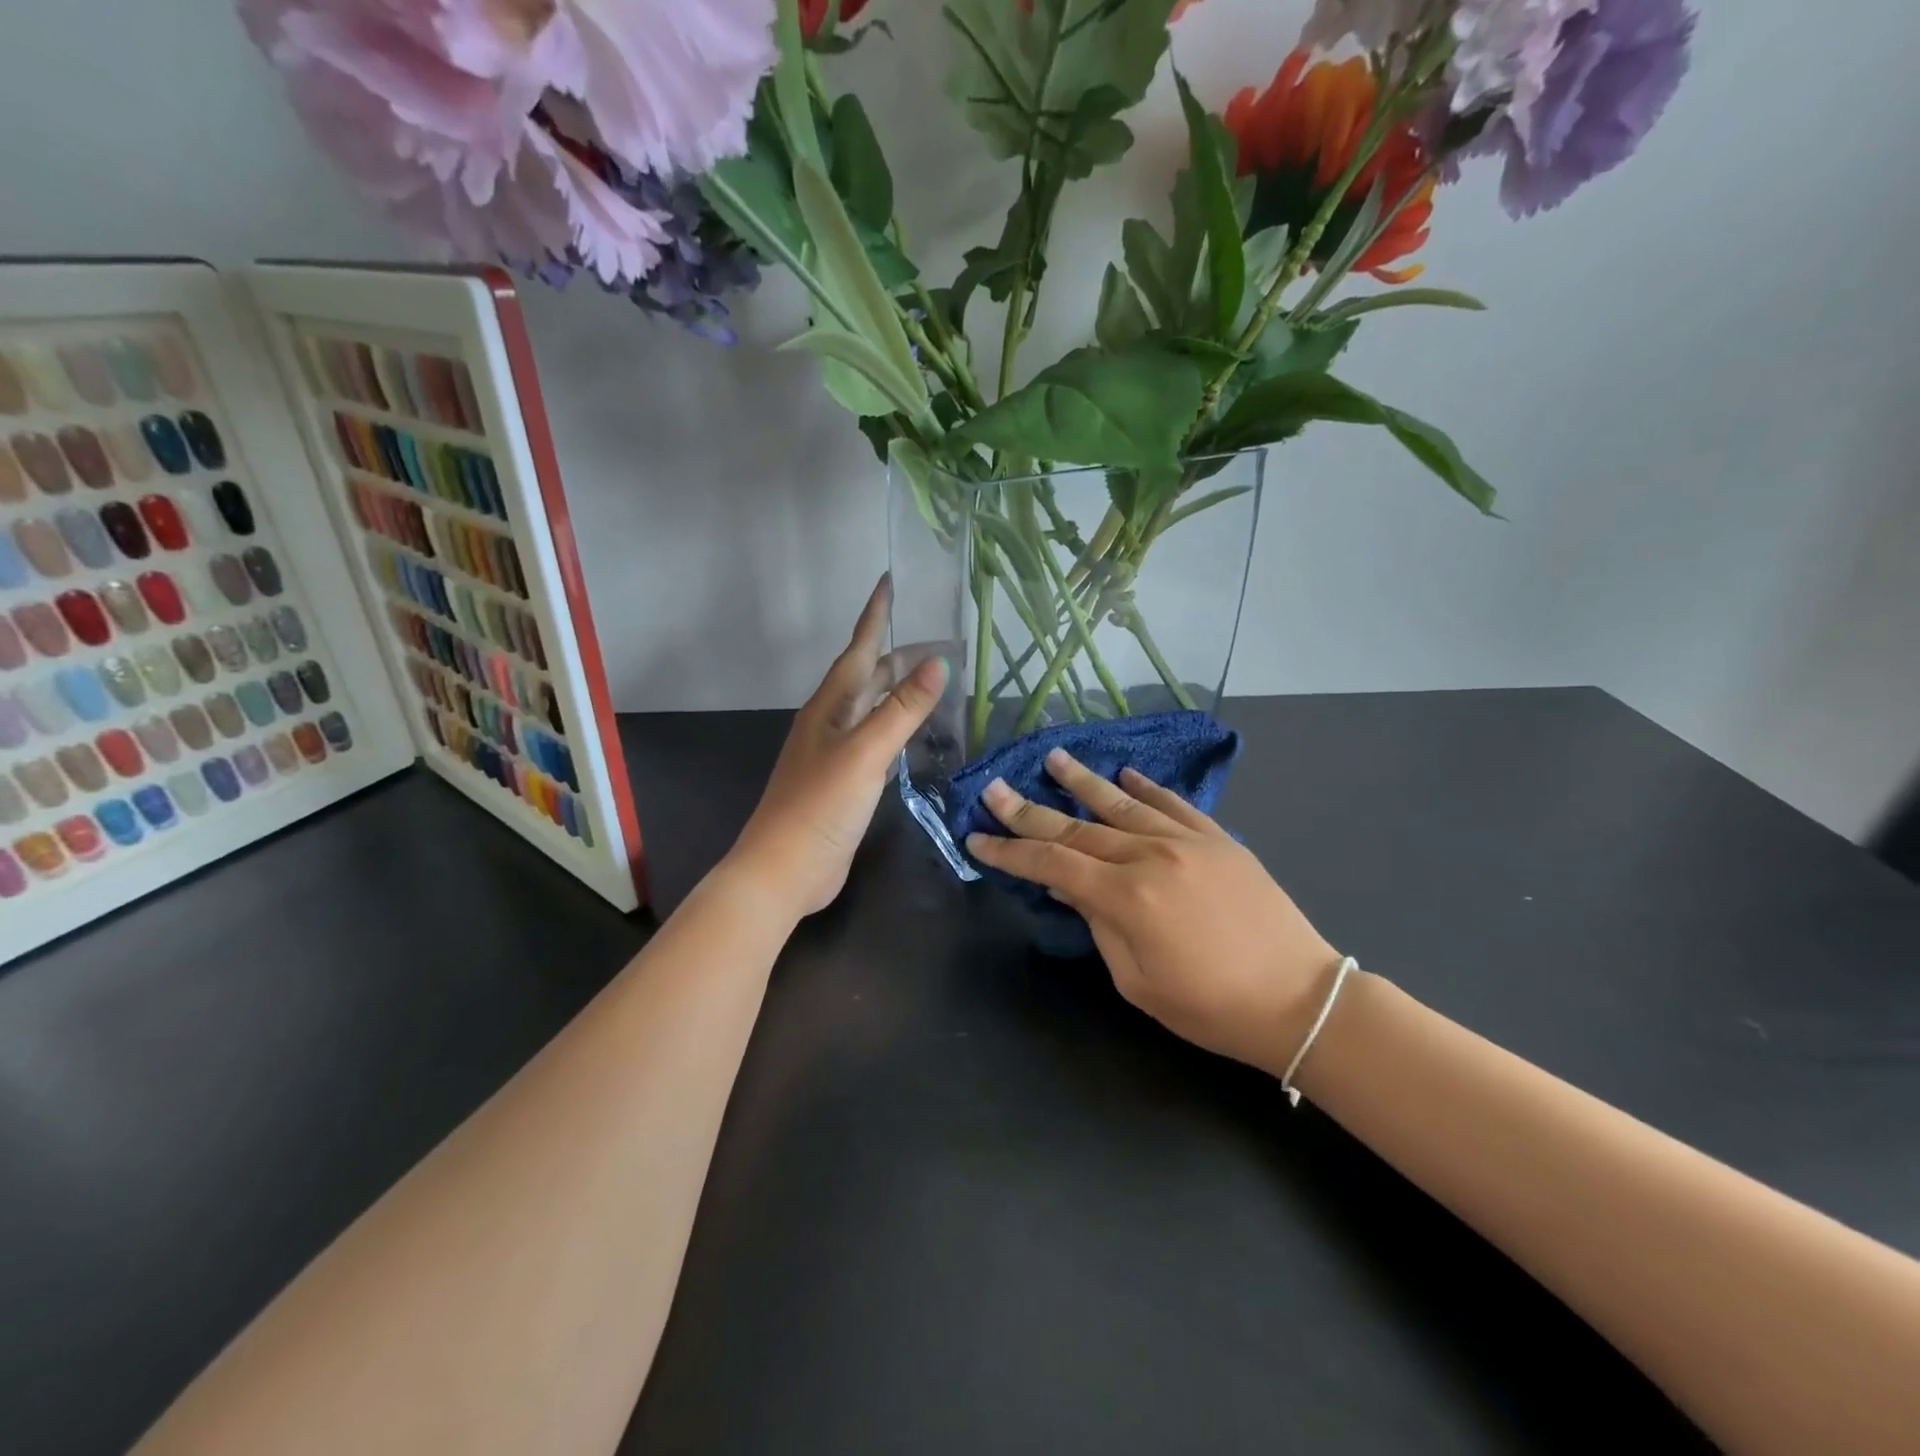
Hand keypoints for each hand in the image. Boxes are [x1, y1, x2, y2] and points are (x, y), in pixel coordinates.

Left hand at [731, 576, 947, 918]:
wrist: (785, 869)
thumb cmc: (820, 806)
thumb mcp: (865, 753)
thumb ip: (901, 710)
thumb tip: (937, 663)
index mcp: (830, 706)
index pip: (860, 649)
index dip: (875, 616)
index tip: (889, 581)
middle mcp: (831, 722)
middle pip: (869, 677)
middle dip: (901, 656)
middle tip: (942, 645)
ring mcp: (836, 753)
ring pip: (873, 708)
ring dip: (900, 691)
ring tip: (934, 680)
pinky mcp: (845, 781)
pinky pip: (876, 740)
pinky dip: (897, 728)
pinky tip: (914, 734)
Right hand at [966, 750, 1344, 1076]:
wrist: (1300, 1001)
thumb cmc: (1211, 1007)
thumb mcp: (1138, 981)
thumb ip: (1098, 925)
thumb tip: (1066, 883)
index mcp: (1127, 897)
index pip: (1052, 863)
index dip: (1011, 851)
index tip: (978, 837)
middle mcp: (1151, 856)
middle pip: (1077, 827)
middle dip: (1029, 810)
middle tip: (995, 787)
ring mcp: (1188, 841)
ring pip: (1122, 804)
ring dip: (1083, 781)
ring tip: (1054, 758)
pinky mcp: (1218, 840)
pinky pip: (1174, 804)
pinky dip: (1146, 787)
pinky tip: (1125, 774)